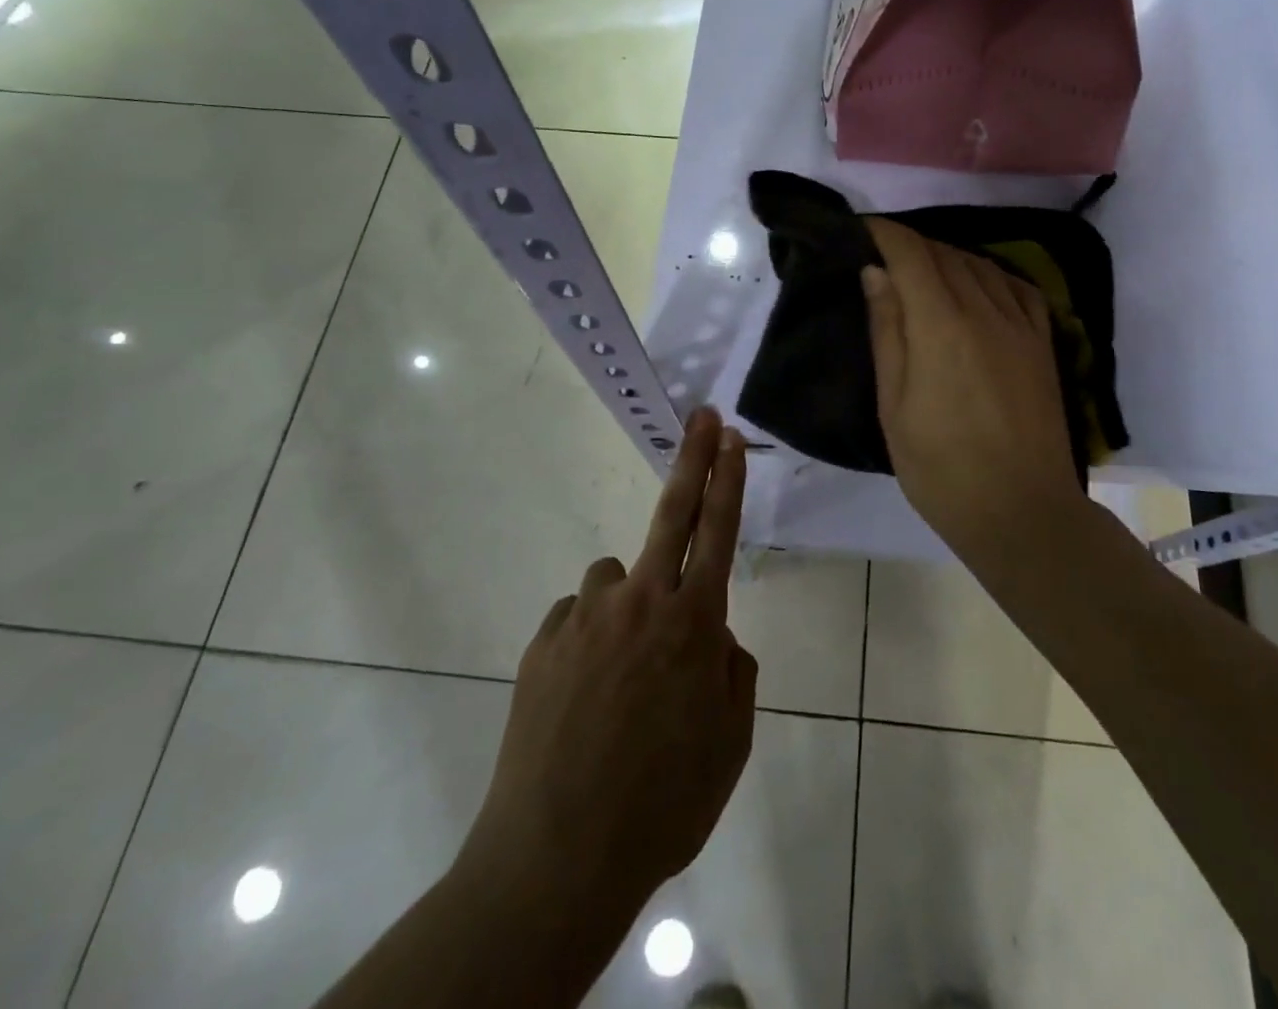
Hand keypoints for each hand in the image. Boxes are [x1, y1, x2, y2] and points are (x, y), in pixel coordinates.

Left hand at [460, 407, 757, 917]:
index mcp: (694, 624)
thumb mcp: (729, 744)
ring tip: (622, 665)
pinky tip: (583, 692)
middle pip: (672, 514)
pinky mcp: (543, 641)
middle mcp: (641, 602)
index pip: (719, 532)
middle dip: (693, 459)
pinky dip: (588, 638)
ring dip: (628, 599)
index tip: (730, 437)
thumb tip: (716, 636)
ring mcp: (586, 617)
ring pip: (615, 578)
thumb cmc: (664, 803)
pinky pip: (577, 619)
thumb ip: (733, 674)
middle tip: (702, 418)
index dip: (727, 479)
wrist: (558, 858)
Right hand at [862, 218, 1083, 550]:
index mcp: (942, 325)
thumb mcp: (894, 405)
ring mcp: (1021, 325)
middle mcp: (986, 310)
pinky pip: (1017, 287)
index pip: (910, 254)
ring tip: (921, 269)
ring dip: (946, 256)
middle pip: (945, 254)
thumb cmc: (940, 467)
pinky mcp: (1044, 343)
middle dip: (910, 244)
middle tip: (881, 254)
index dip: (884, 233)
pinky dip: (989, 274)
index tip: (860, 229)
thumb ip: (887, 331)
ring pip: (980, 265)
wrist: (1020, 511)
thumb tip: (875, 273)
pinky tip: (977, 285)